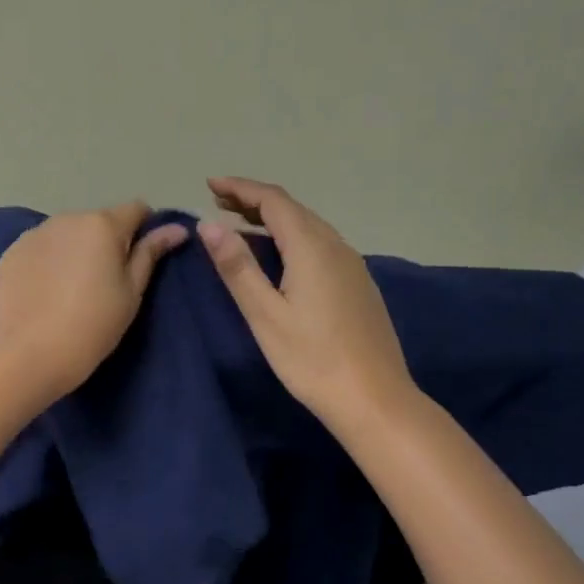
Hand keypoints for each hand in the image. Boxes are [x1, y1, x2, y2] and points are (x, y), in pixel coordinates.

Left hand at [0, 201, 189, 399]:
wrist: (30, 354)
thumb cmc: (93, 325)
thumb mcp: (131, 292)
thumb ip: (151, 253)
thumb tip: (176, 228)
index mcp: (103, 224)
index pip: (136, 209)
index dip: (144, 229)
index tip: (140, 259)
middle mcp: (67, 218)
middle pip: (98, 221)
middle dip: (106, 242)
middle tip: (105, 283)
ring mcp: (35, 233)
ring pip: (67, 233)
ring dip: (76, 249)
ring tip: (72, 289)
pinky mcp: (11, 251)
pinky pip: (40, 247)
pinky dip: (48, 261)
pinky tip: (45, 292)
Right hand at [198, 177, 419, 437]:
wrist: (375, 399)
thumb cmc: (312, 358)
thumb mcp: (265, 314)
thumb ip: (237, 266)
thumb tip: (209, 224)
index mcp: (311, 247)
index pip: (273, 201)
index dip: (240, 188)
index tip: (209, 184)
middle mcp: (335, 246)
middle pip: (292, 209)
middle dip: (254, 200)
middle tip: (218, 201)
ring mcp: (352, 265)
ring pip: (308, 226)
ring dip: (273, 218)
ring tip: (241, 223)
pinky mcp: (358, 283)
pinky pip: (320, 243)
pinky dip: (292, 236)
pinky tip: (280, 255)